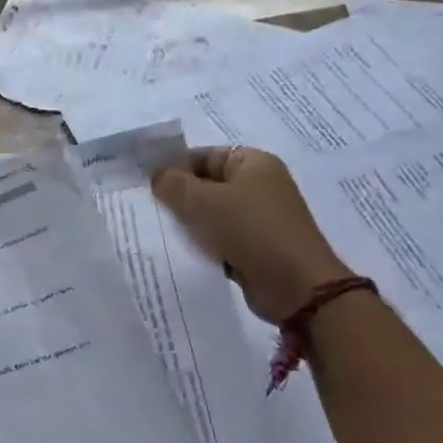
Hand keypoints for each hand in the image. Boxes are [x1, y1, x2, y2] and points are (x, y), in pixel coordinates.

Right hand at [152, 146, 353, 323]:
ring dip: (189, 223)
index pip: (203, 155)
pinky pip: (220, 238)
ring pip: (211, 214)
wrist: (296, 287)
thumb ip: (173, 184)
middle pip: (207, 184)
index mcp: (253, 162)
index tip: (146, 186)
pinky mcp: (256, 247)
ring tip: (160, 231)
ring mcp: (259, 218)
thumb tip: (157, 176)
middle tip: (148, 208)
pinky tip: (180, 251)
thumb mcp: (203, 201)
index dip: (174, 167)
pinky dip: (202, 244)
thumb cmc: (250, 230)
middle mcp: (259, 185)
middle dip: (179, 197)